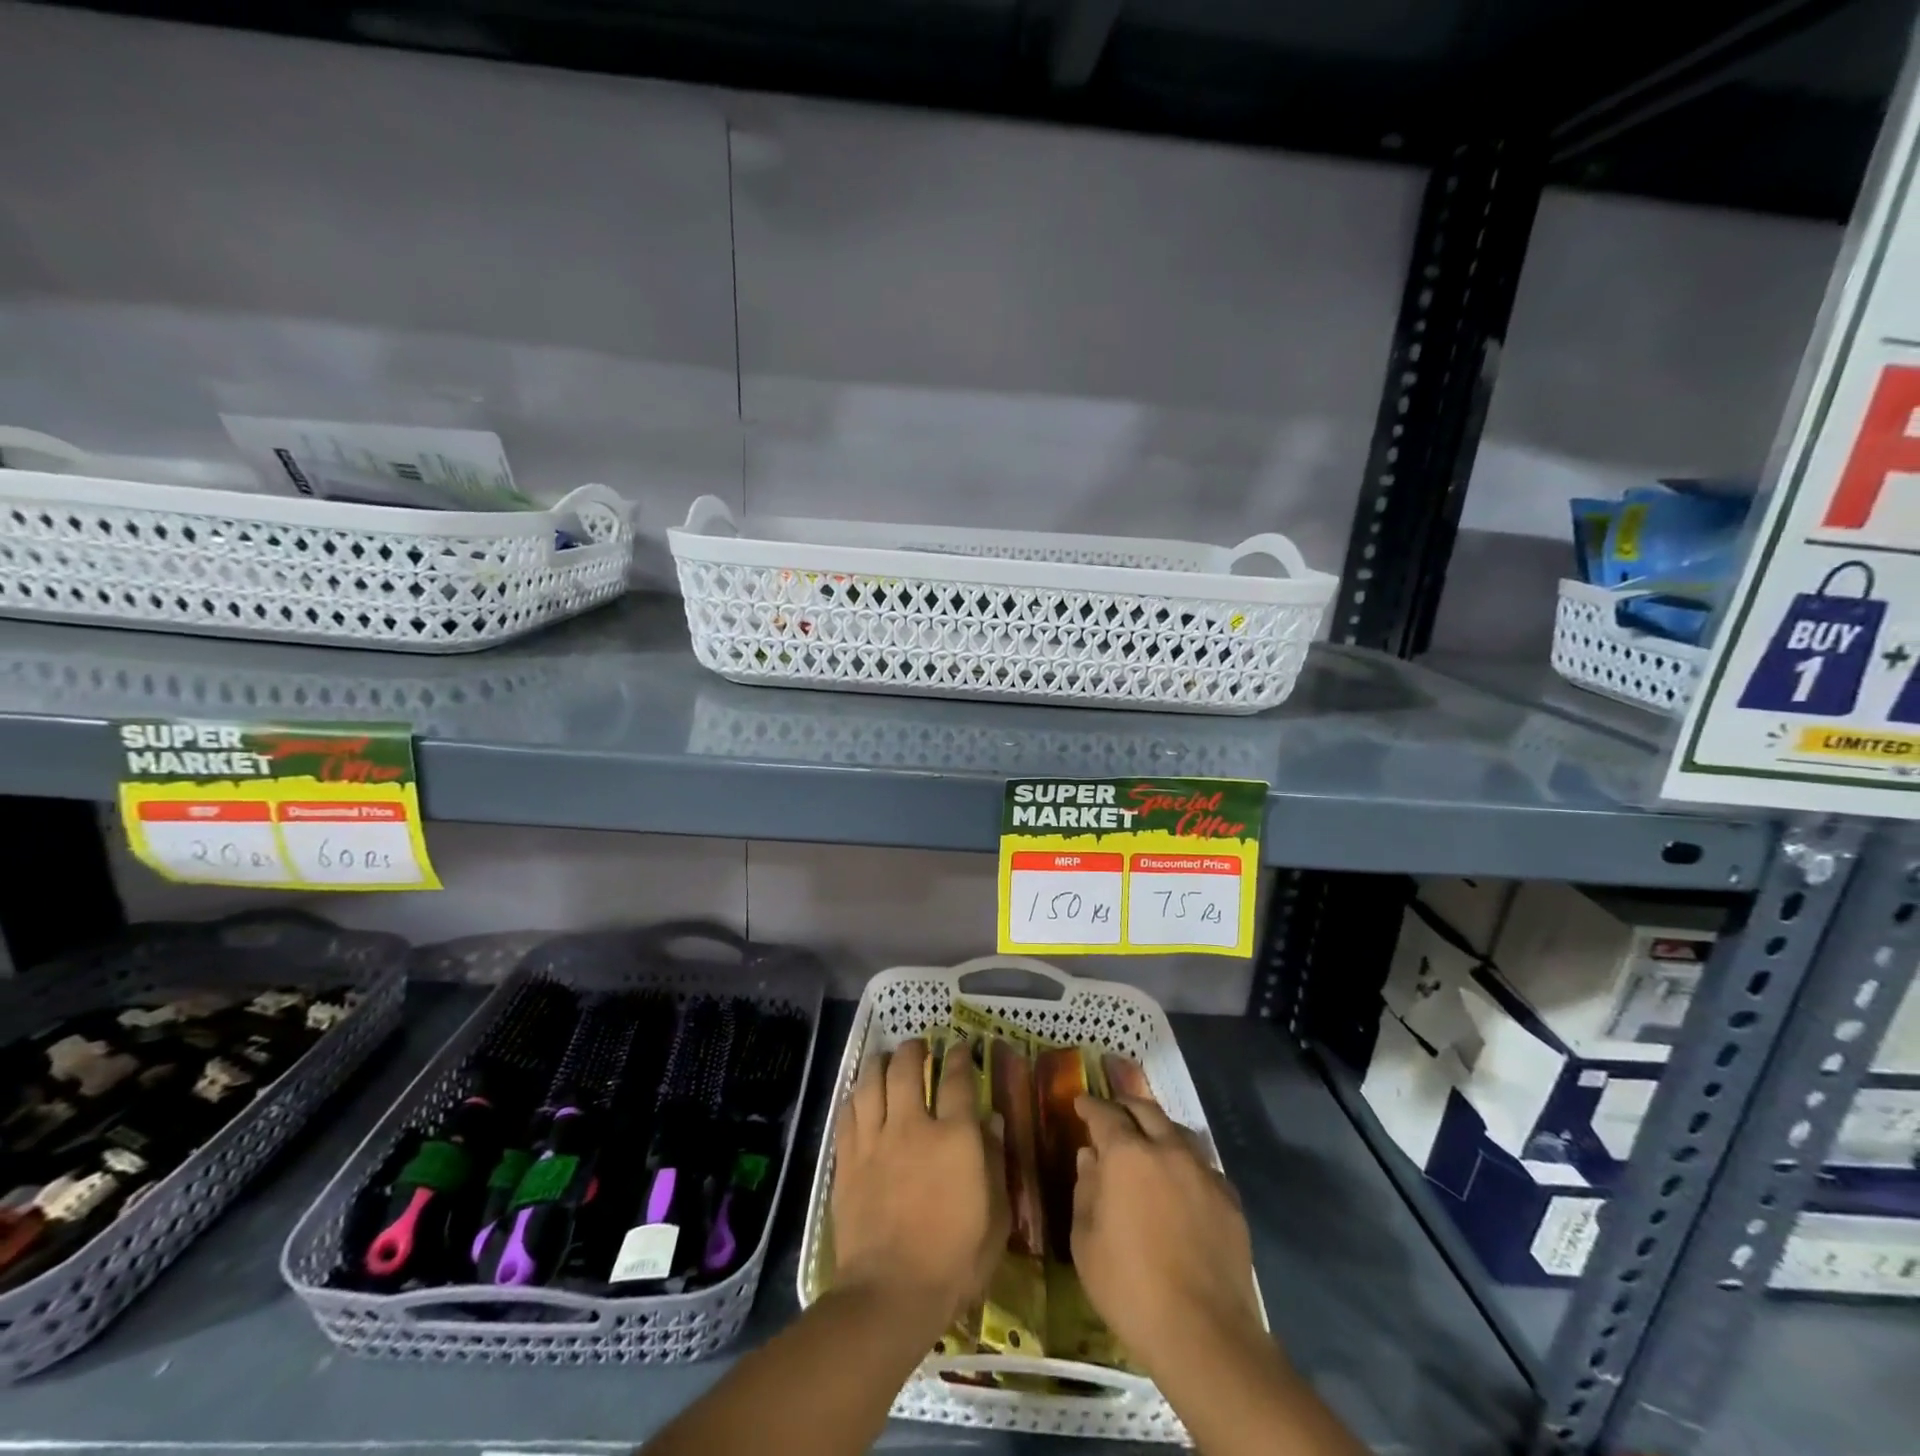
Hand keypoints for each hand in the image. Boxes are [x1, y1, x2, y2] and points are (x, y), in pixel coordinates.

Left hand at [831, 1039, 1008, 1328]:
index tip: (960, 1046)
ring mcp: (875, 1140)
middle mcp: (912, 1126)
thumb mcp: (994, 1218)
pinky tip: (860, 1096)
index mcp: (955, 1138)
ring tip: (884, 1059)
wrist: (889, 1294)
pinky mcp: (847, 1159)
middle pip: (907, 1067)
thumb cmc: (954, 1261)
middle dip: (913, 1049)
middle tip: (917, 1046)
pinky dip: (856, 1096)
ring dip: (879, 1063)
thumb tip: (992, 1122)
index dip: (960, 1057)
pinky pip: (848, 1113)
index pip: (958, 1080)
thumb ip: (996, 1164)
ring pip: (871, 1081)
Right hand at [1071, 1095, 1262, 1373]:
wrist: (1203, 1333)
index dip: (1090, 1106)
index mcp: (1126, 1156)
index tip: (1080, 1103)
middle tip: (1114, 1112)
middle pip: (1146, 1110)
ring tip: (1149, 1142)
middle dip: (1126, 1106)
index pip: (1105, 1115)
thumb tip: (1090, 1157)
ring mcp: (1204, 1173)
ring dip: (1159, 1130)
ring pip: (1179, 1133)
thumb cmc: (1130, 1288)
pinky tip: (1182, 1185)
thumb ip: (1085, 1190)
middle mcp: (1167, 1150)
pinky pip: (1204, 1168)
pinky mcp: (1231, 1201)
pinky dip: (1186, 1165)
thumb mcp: (1085, 1241)